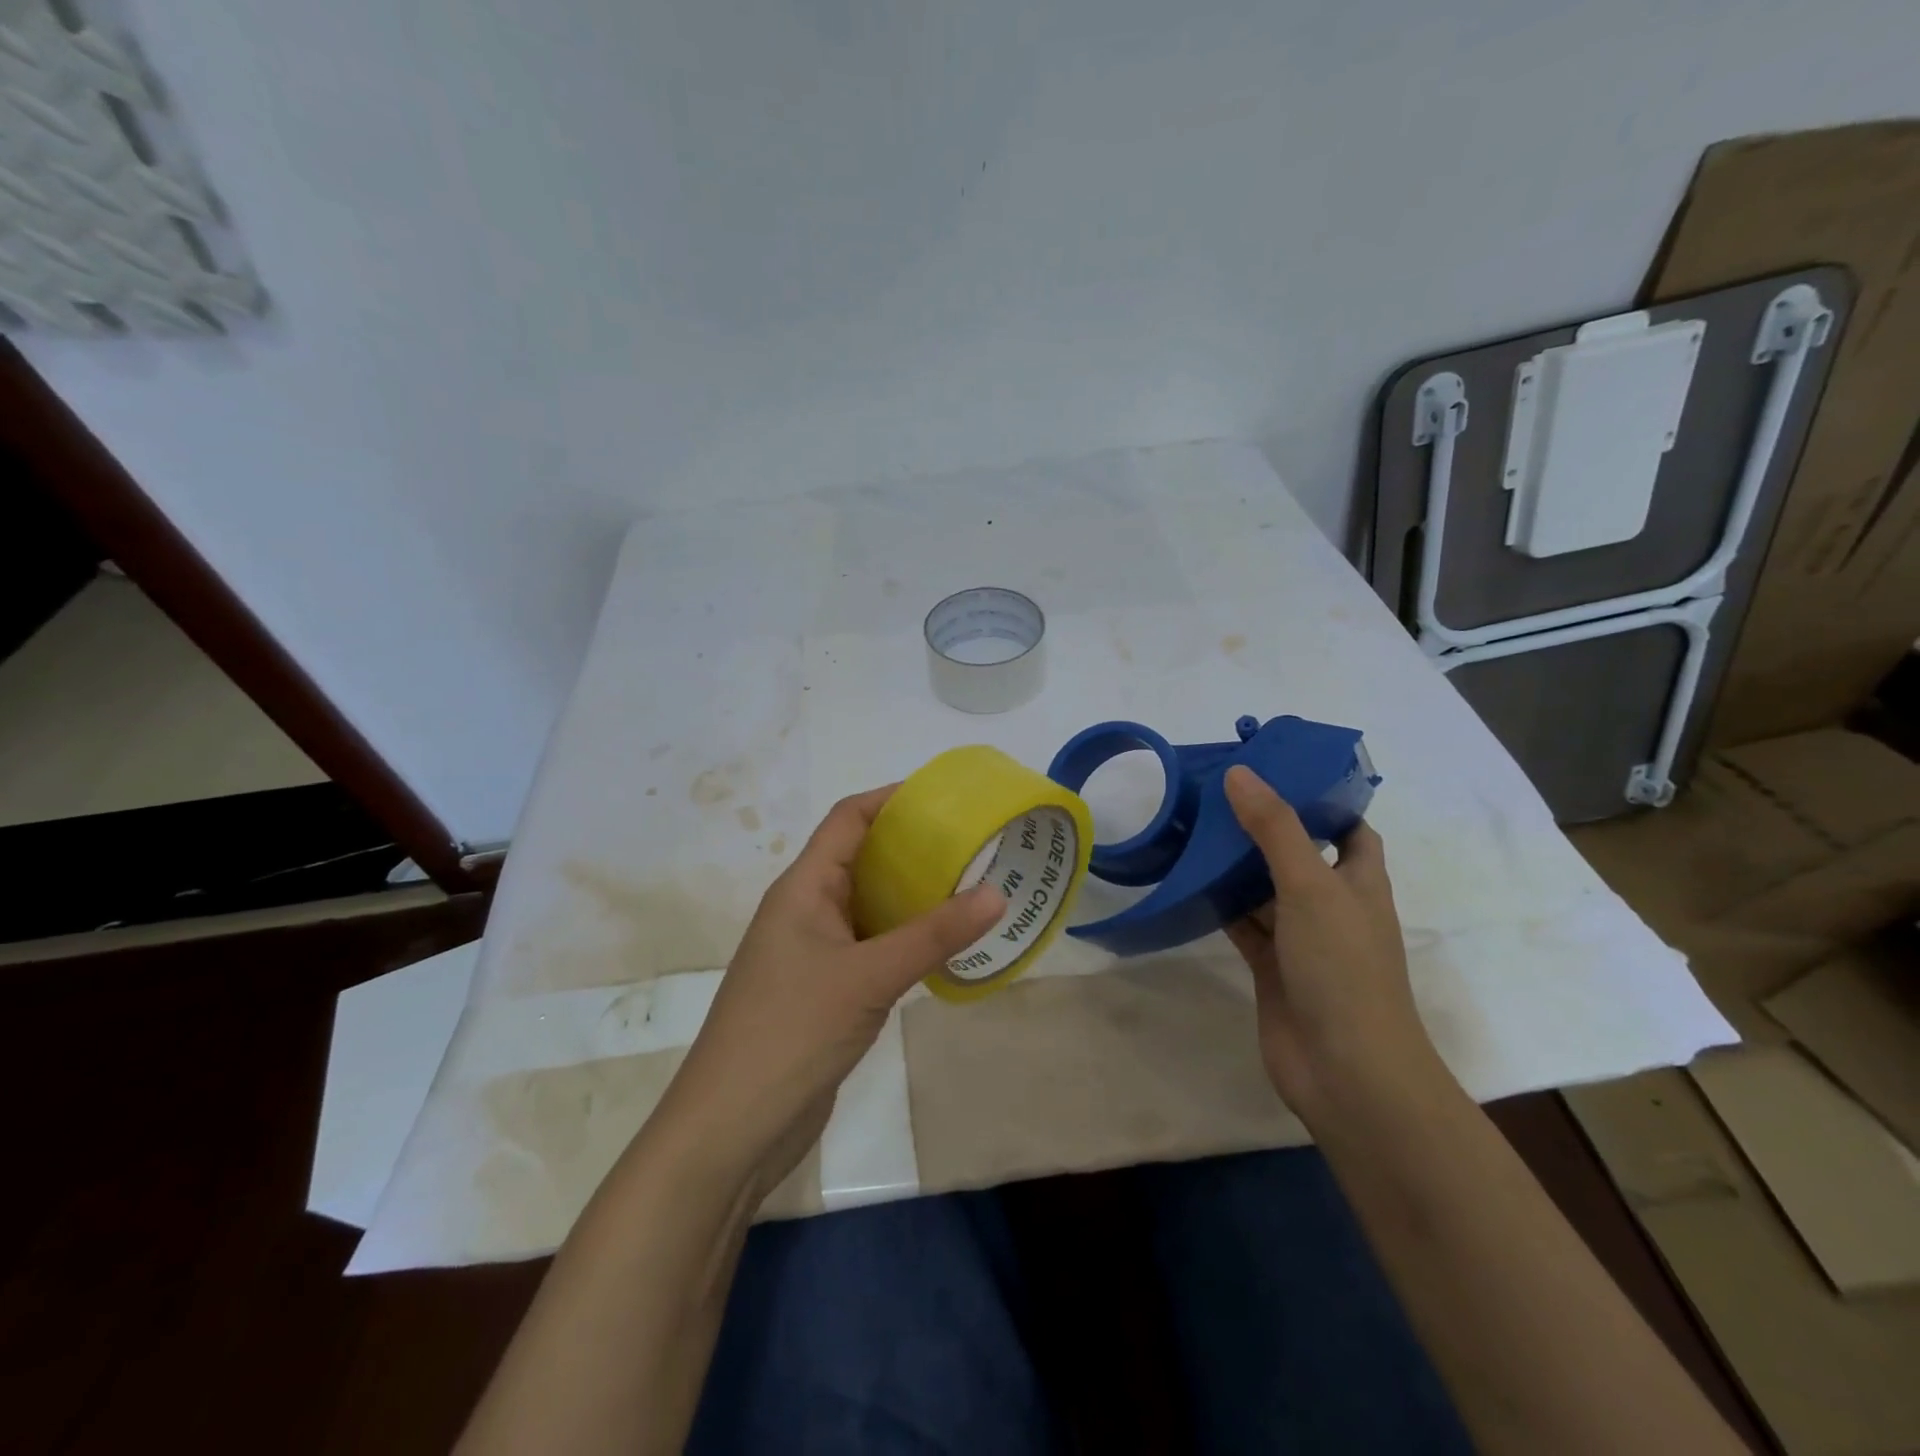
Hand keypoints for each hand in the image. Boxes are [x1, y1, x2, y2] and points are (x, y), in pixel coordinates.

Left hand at [650, 785, 1005, 1201]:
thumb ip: (932, 935)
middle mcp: (806, 910)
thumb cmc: (790, 1033)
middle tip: (973, 844)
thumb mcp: (868, 977)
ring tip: (971, 888)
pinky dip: (906, 939)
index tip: (945, 796)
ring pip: (869, 906)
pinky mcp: (825, 990)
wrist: (731, 1129)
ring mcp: (813, 953)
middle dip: (912, 847)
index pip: (847, 820)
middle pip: (861, 859)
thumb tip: (996, 892)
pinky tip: (944, 946)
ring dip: (913, 896)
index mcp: (803, 889)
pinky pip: (871, 947)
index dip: (891, 799)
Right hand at [1222, 765, 1446, 1127]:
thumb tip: (1240, 773)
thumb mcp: (1311, 886)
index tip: (1276, 772)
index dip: (1321, 799)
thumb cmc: (1342, 968)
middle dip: (1264, 827)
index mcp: (1359, 881)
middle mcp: (1332, 906)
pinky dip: (1221, 905)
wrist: (1346, 1071)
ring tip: (1193, 828)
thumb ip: (1275, 829)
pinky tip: (1189, 883)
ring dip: (1236, 866)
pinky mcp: (1272, 967)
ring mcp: (1301, 939)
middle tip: (1217, 795)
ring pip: (1265, 890)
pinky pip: (1244, 925)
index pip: (1348, 828)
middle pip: (1298, 854)